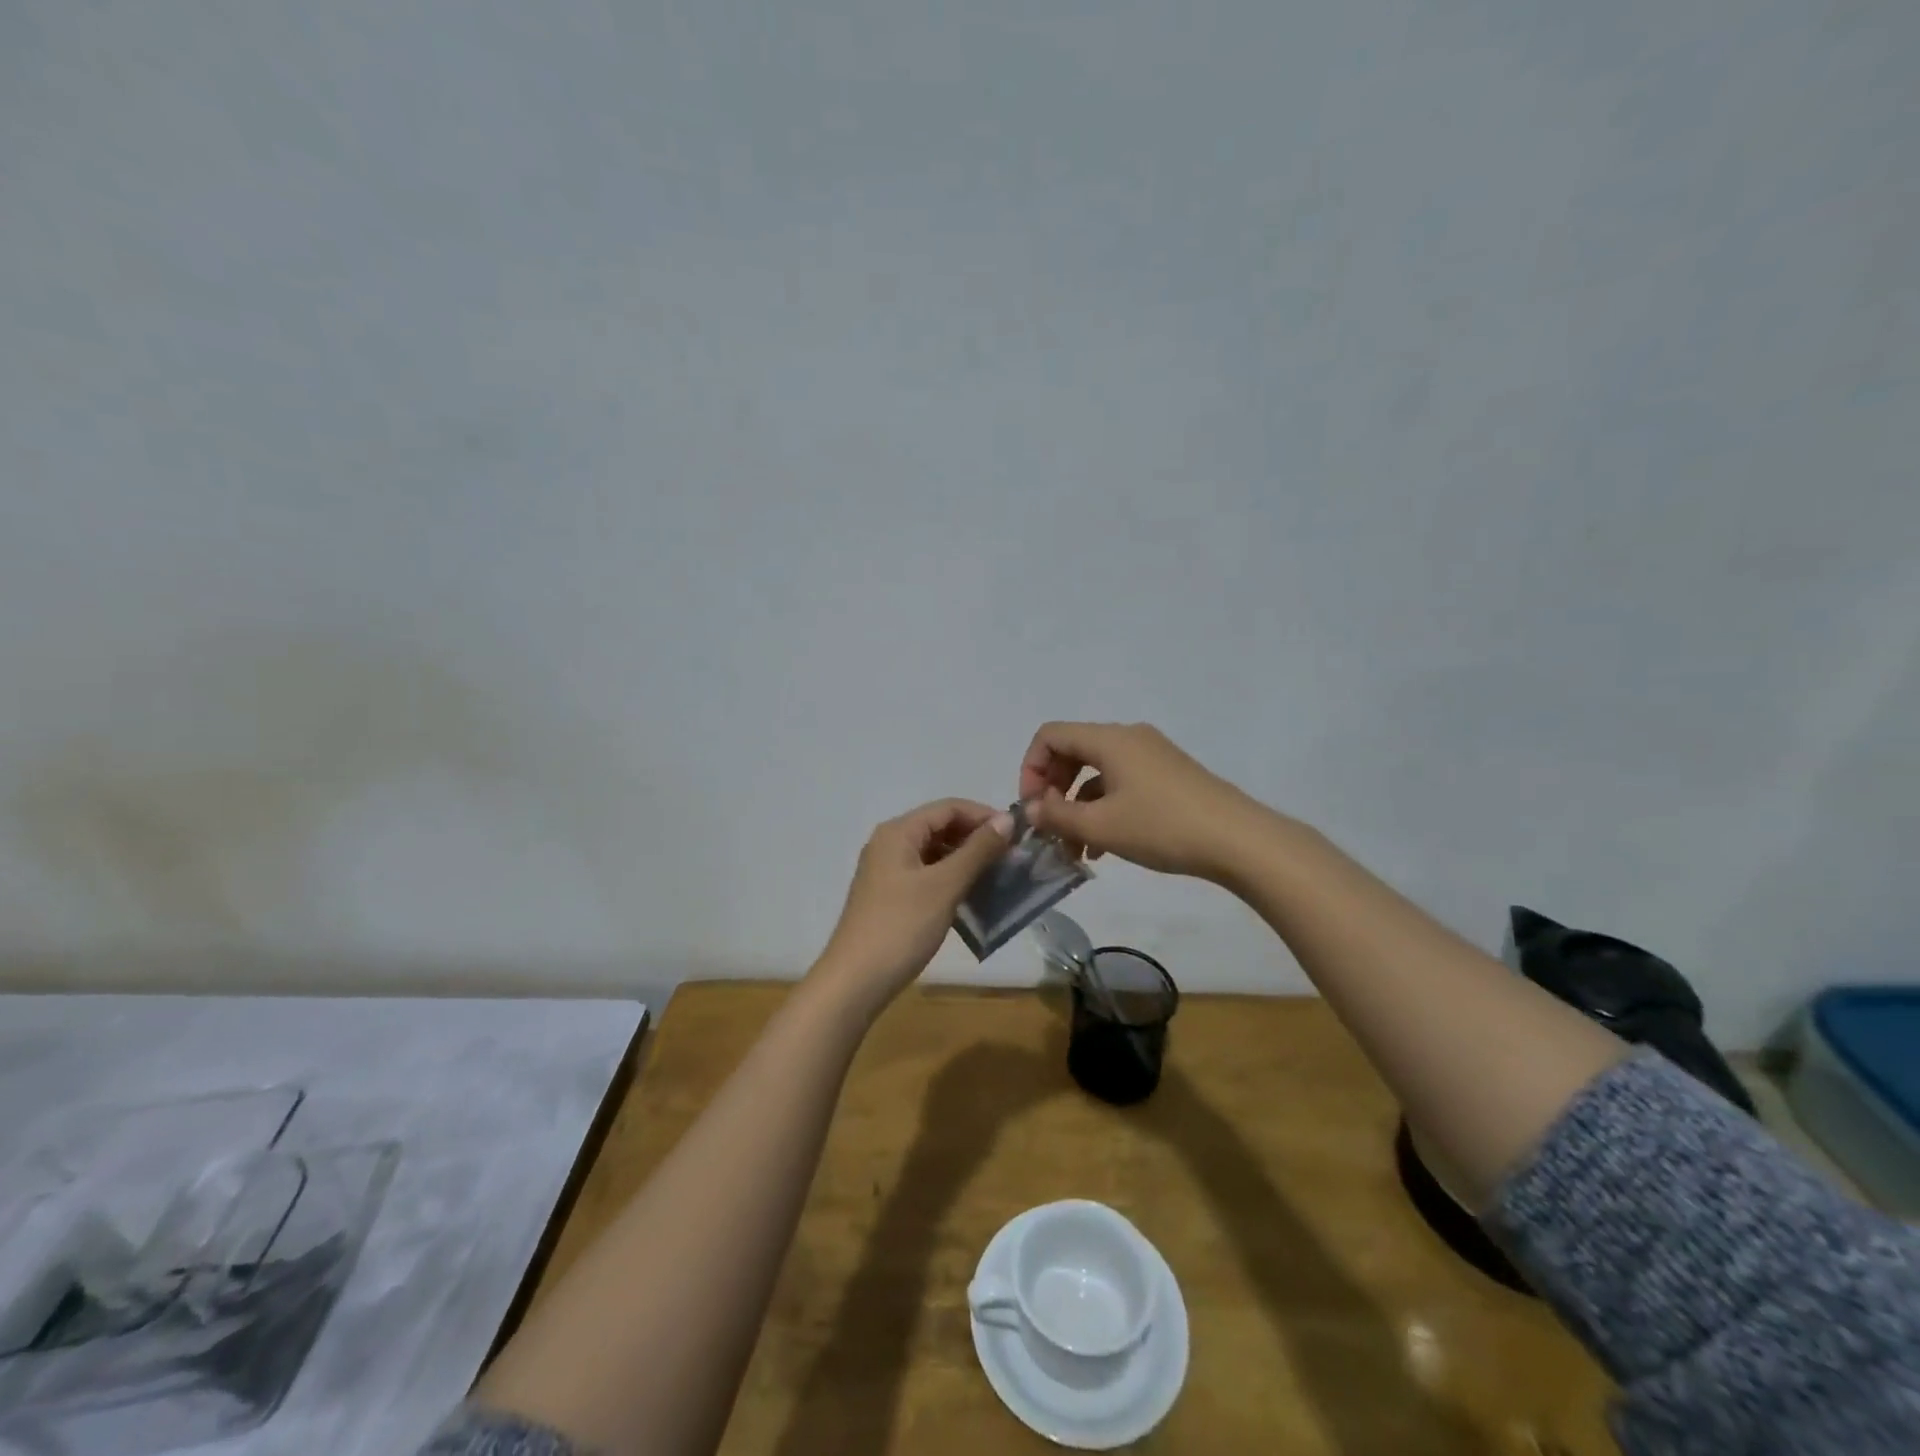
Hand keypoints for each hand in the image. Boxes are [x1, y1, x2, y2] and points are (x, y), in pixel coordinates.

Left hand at [814, 799, 1014, 1011]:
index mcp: (898, 832)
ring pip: (934, 852)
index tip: (1017, 834)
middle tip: (1011, 858)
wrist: (855, 981)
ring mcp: (887, 871)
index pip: (948, 808)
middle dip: (976, 838)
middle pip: (940, 827)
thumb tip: (1007, 819)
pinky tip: (972, 896)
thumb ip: (977, 850)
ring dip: (966, 860)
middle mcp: (889, 843)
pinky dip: (951, 879)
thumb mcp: (944, 885)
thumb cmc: (901, 926)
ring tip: (997, 876)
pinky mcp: (890, 896)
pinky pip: (927, 875)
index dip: (984, 815)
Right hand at [1018, 722, 1262, 879]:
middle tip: (1050, 827)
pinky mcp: (1168, 775)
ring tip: (1075, 848)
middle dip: (1052, 789)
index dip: (1031, 768)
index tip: (1033, 807)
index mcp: (1109, 739)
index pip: (1050, 735)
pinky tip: (1103, 847)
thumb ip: (1057, 816)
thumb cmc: (1162, 827)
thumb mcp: (1101, 826)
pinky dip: (1103, 808)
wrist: (1238, 840)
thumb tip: (1030, 810)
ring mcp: (1152, 755)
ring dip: (1077, 806)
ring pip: (1097, 772)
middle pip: (1072, 751)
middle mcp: (1129, 738)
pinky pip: (1121, 783)